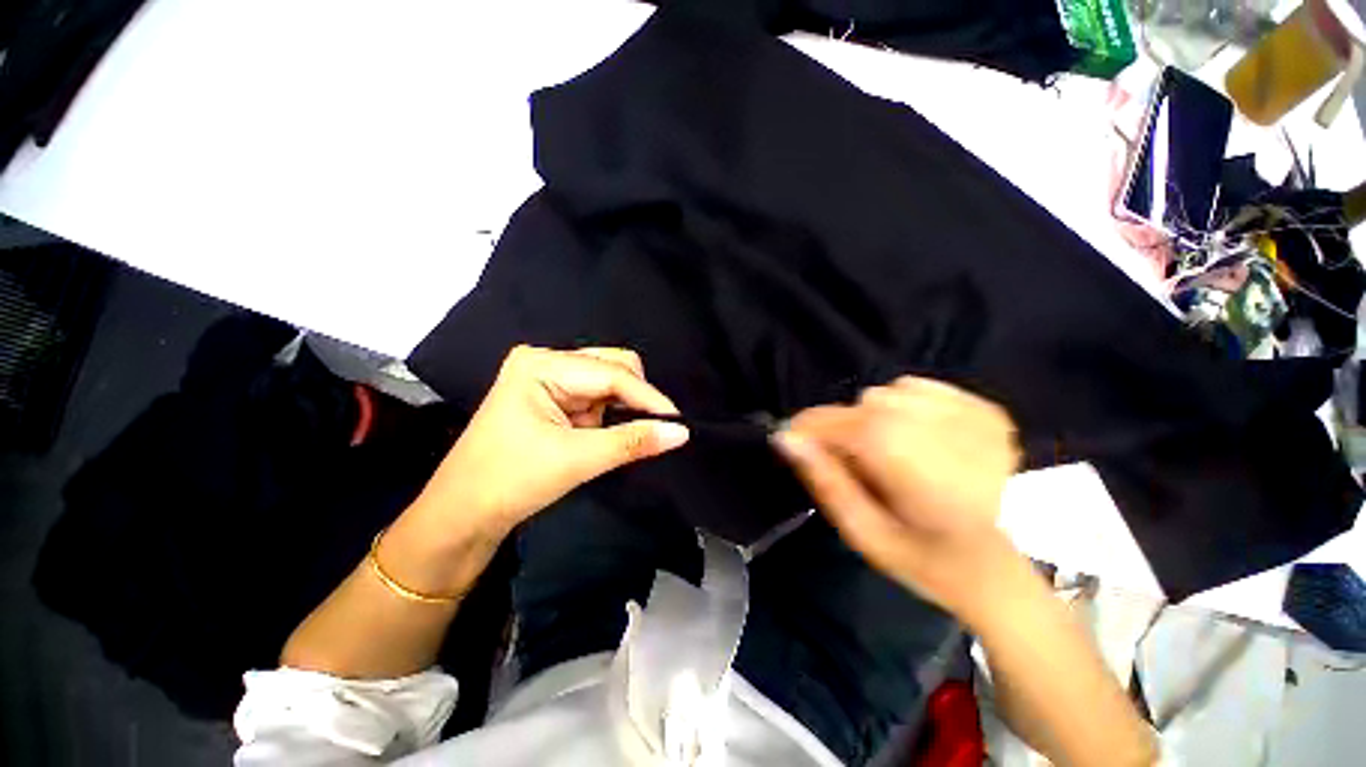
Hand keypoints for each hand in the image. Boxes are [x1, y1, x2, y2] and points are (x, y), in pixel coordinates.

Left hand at [413, 345, 688, 537]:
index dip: (648, 397)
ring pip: (608, 382)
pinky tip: (602, 436)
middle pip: (612, 367)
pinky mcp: (553, 396)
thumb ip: (632, 441)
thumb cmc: (510, 482)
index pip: (612, 373)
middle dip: (634, 399)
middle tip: (650, 430)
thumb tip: (680, 432)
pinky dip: (609, 416)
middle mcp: (546, 361)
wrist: (462, 515)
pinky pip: (597, 397)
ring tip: (613, 439)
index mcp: (542, 364)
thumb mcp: (577, 460)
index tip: (678, 422)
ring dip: (620, 409)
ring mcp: (549, 378)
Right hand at [774, 376, 1021, 615]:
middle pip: (864, 404)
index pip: (839, 421)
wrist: (997, 569)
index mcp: (907, 460)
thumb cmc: (922, 559)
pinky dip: (906, 409)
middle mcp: (939, 425)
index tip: (793, 442)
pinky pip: (920, 390)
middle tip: (855, 465)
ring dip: (877, 418)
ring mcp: (971, 413)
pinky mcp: (987, 411)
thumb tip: (788, 439)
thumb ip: (823, 479)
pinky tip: (920, 443)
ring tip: (890, 455)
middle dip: (847, 429)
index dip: (808, 428)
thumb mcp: (861, 532)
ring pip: (890, 393)